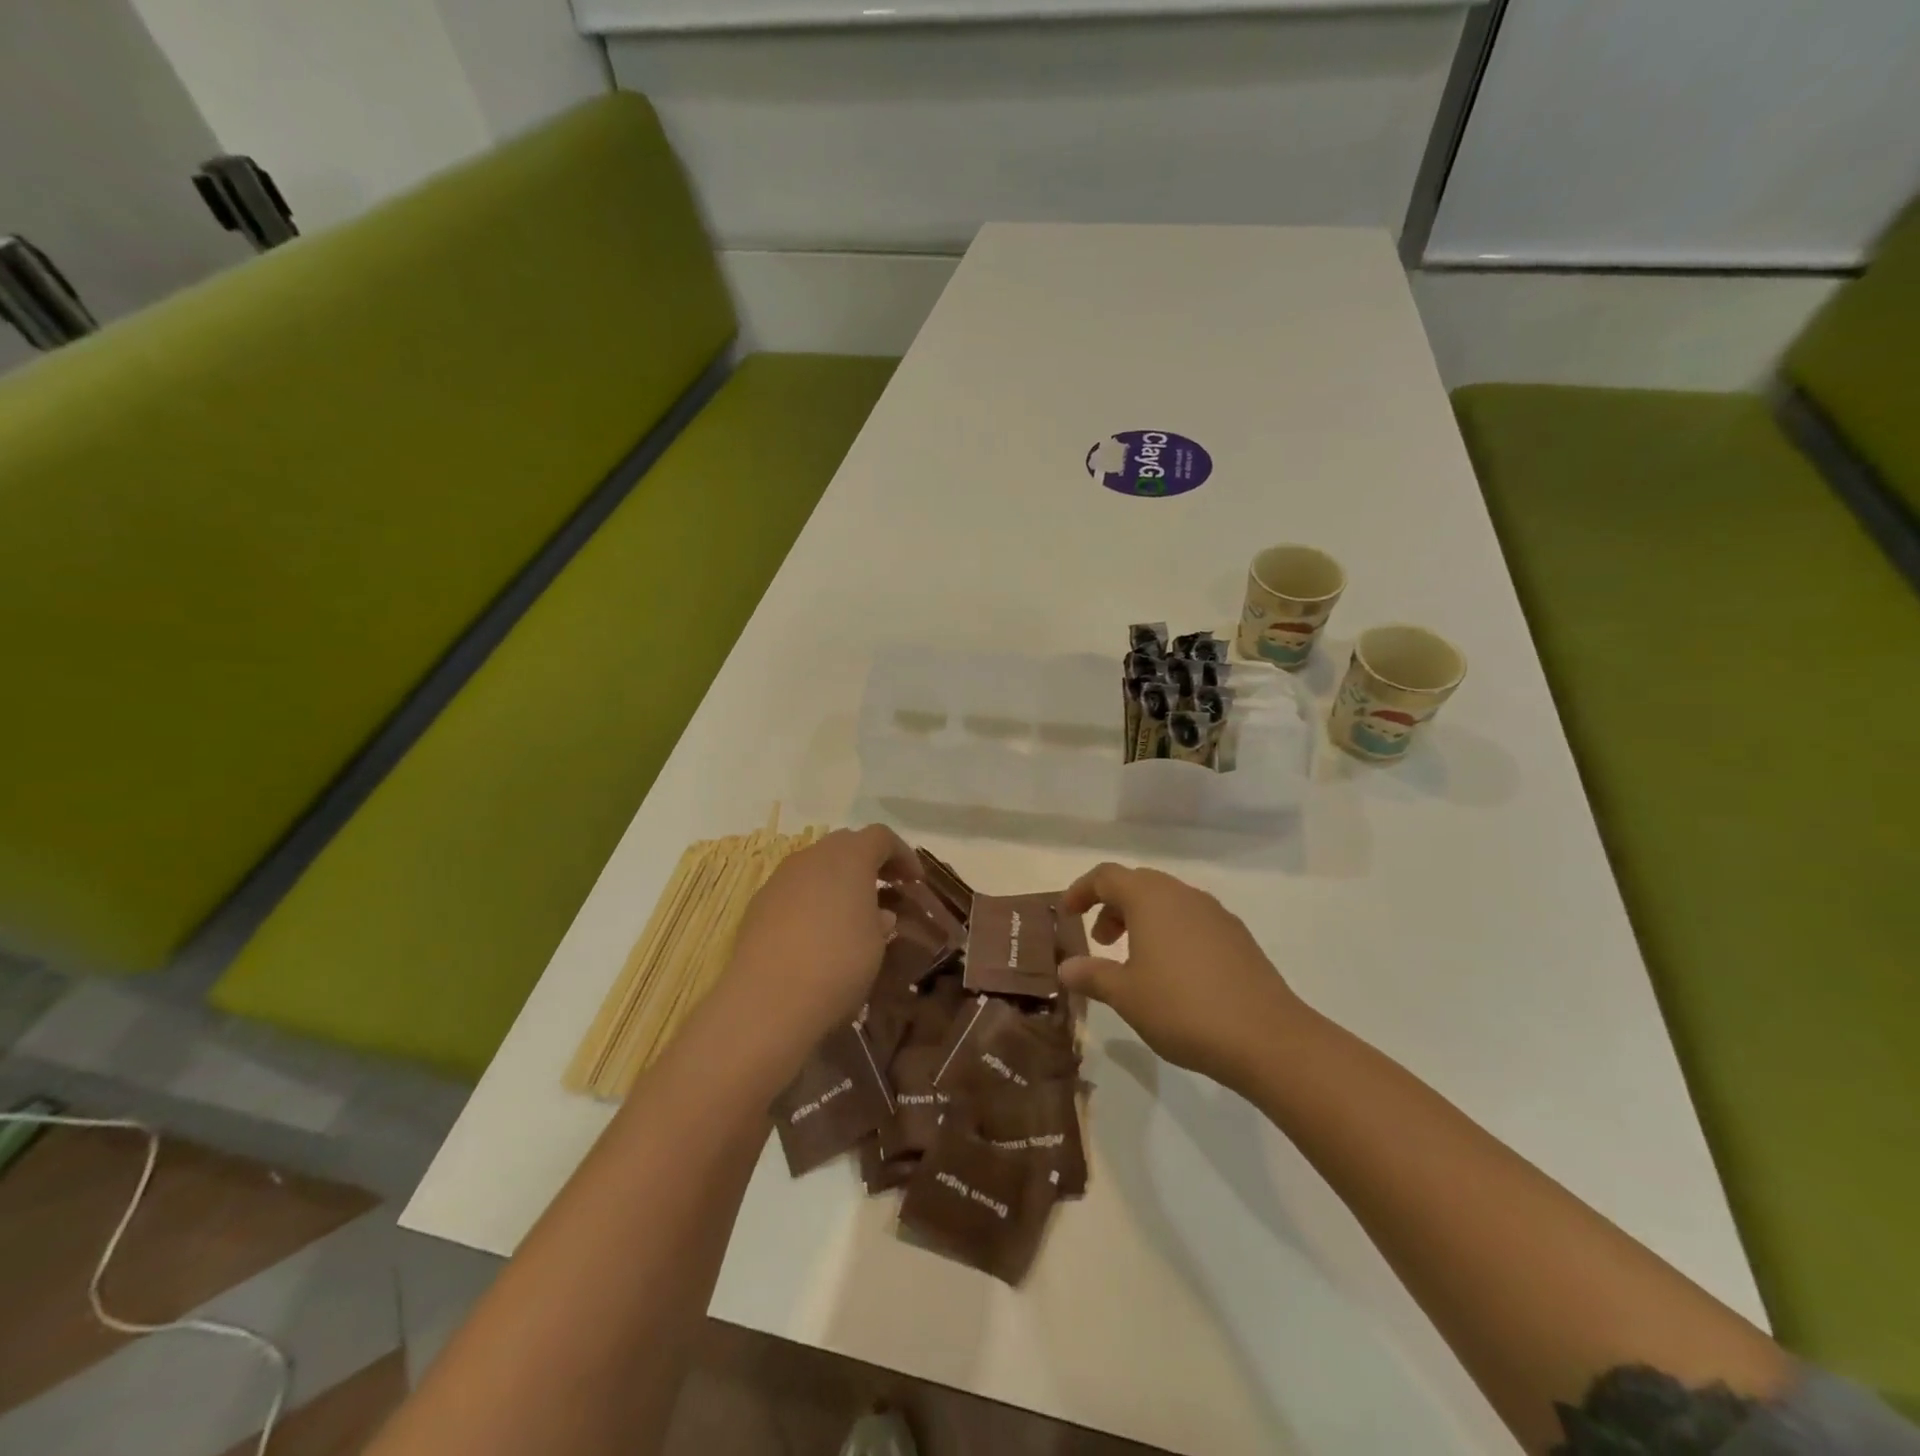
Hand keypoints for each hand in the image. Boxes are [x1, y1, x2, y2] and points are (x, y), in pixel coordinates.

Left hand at [716, 825, 922, 1067]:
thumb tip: (879, 915)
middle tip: (886, 889)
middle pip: (846, 844)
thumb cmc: (838, 964)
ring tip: (851, 913)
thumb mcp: (876, 945)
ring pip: (816, 866)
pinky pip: (794, 889)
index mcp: (849, 857)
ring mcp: (781, 878)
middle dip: (869, 862)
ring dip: (837, 881)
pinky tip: (816, 932)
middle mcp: (813, 856)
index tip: (915, 881)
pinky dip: (812, 899)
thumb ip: (881, 922)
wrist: (767, 1000)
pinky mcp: (758, 903)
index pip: (881, 837)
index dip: (902, 855)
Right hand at [1059, 863, 1307, 1089]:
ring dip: (1142, 920)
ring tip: (1134, 960)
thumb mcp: (1126, 995)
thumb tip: (1066, 967)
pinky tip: (1173, 973)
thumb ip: (1092, 975)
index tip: (1067, 913)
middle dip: (1112, 906)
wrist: (1267, 1037)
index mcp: (1151, 898)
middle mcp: (1183, 895)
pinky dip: (1171, 933)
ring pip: (1168, 902)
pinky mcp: (1238, 937)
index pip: (1106, 876)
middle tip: (1100, 940)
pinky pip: (1192, 921)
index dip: (1081, 891)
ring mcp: (1215, 914)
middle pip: (1138, 884)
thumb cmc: (1182, 1008)